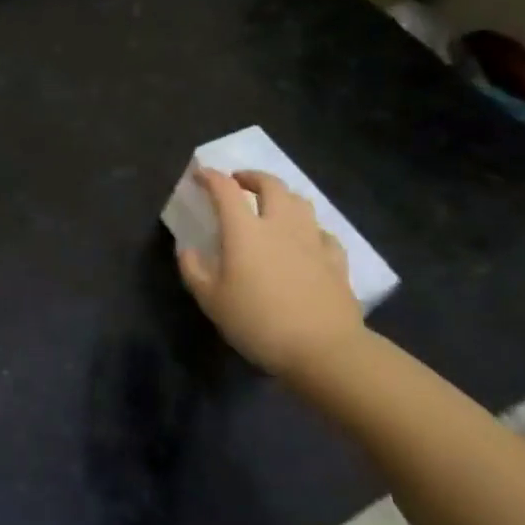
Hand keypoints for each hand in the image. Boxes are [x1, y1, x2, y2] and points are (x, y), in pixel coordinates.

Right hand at [176, 168, 365, 377]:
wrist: (324, 350)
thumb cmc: (259, 322)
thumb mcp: (212, 301)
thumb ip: (194, 271)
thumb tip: (187, 250)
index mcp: (245, 231)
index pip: (225, 190)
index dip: (211, 177)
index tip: (200, 174)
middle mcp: (280, 225)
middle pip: (271, 185)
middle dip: (252, 177)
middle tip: (239, 182)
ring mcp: (313, 241)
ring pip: (301, 202)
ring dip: (283, 196)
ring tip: (272, 205)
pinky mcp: (336, 261)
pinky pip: (323, 232)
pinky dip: (310, 228)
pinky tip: (306, 239)